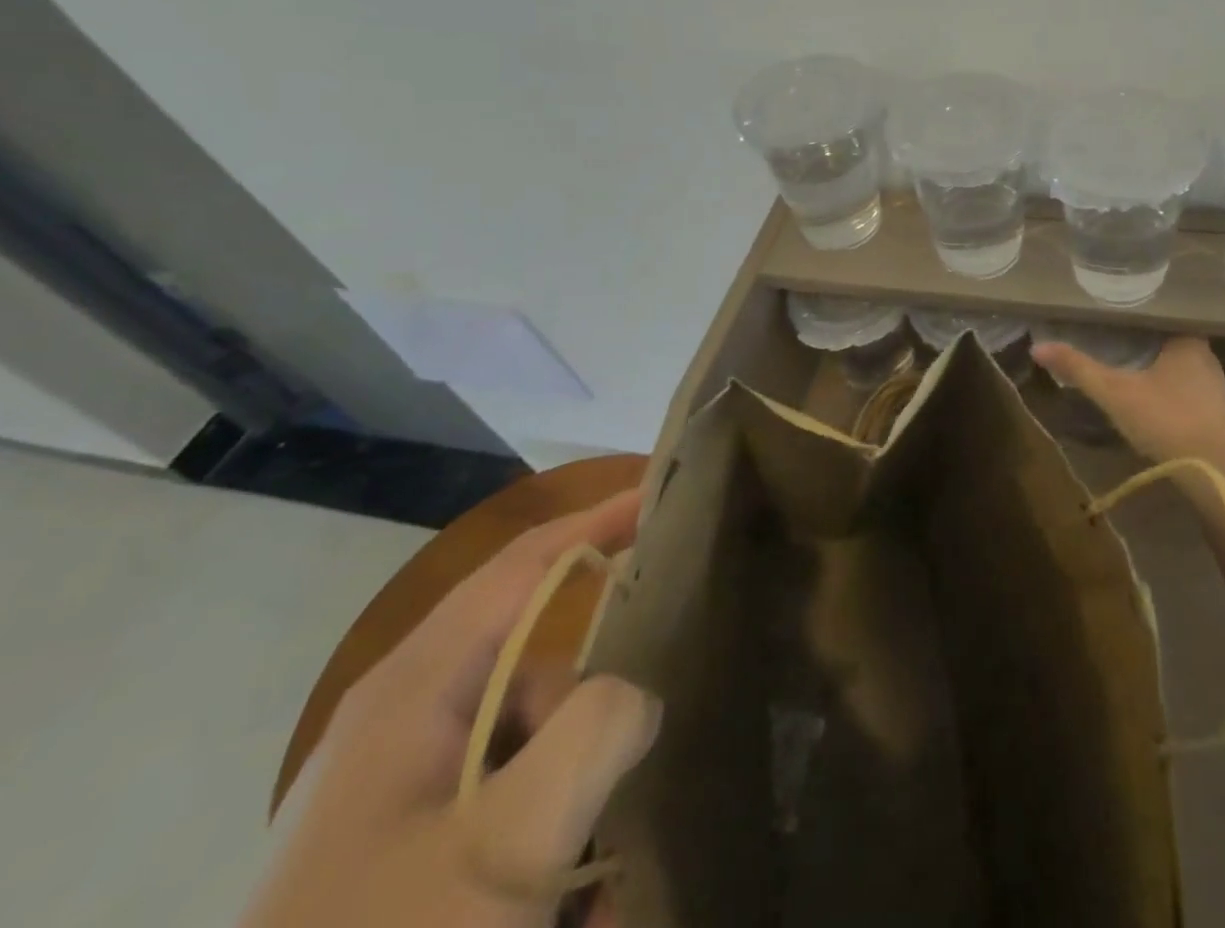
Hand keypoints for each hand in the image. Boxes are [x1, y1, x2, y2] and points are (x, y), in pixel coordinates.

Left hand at [243, 491, 662, 927]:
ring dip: (577, 798)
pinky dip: (549, 838)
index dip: (597, 521)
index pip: (524, 563)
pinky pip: (508, 803)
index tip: (662, 497)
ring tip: (598, 884)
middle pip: (539, 664)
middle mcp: (406, 717)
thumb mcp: (505, 846)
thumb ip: (594, 734)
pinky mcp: (404, 842)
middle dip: (596, 715)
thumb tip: (640, 694)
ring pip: (532, 741)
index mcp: (414, 688)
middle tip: (636, 765)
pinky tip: (571, 902)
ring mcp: (402, 785)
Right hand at [1031, 334, 1224, 466]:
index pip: (1159, 316)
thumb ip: (1079, 368)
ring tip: (1125, 363)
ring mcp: (1214, 389)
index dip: (1135, 316)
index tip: (1111, 315)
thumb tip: (1037, 347)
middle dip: (1143, 343)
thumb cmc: (1167, 419)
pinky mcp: (1217, 417)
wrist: (1218, 473)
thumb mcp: (1115, 392)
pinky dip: (1167, 392)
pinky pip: (1186, 392)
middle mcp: (1206, 358)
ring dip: (1156, 369)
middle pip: (1168, 342)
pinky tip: (1149, 398)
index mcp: (1187, 340)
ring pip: (1178, 369)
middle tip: (1111, 338)